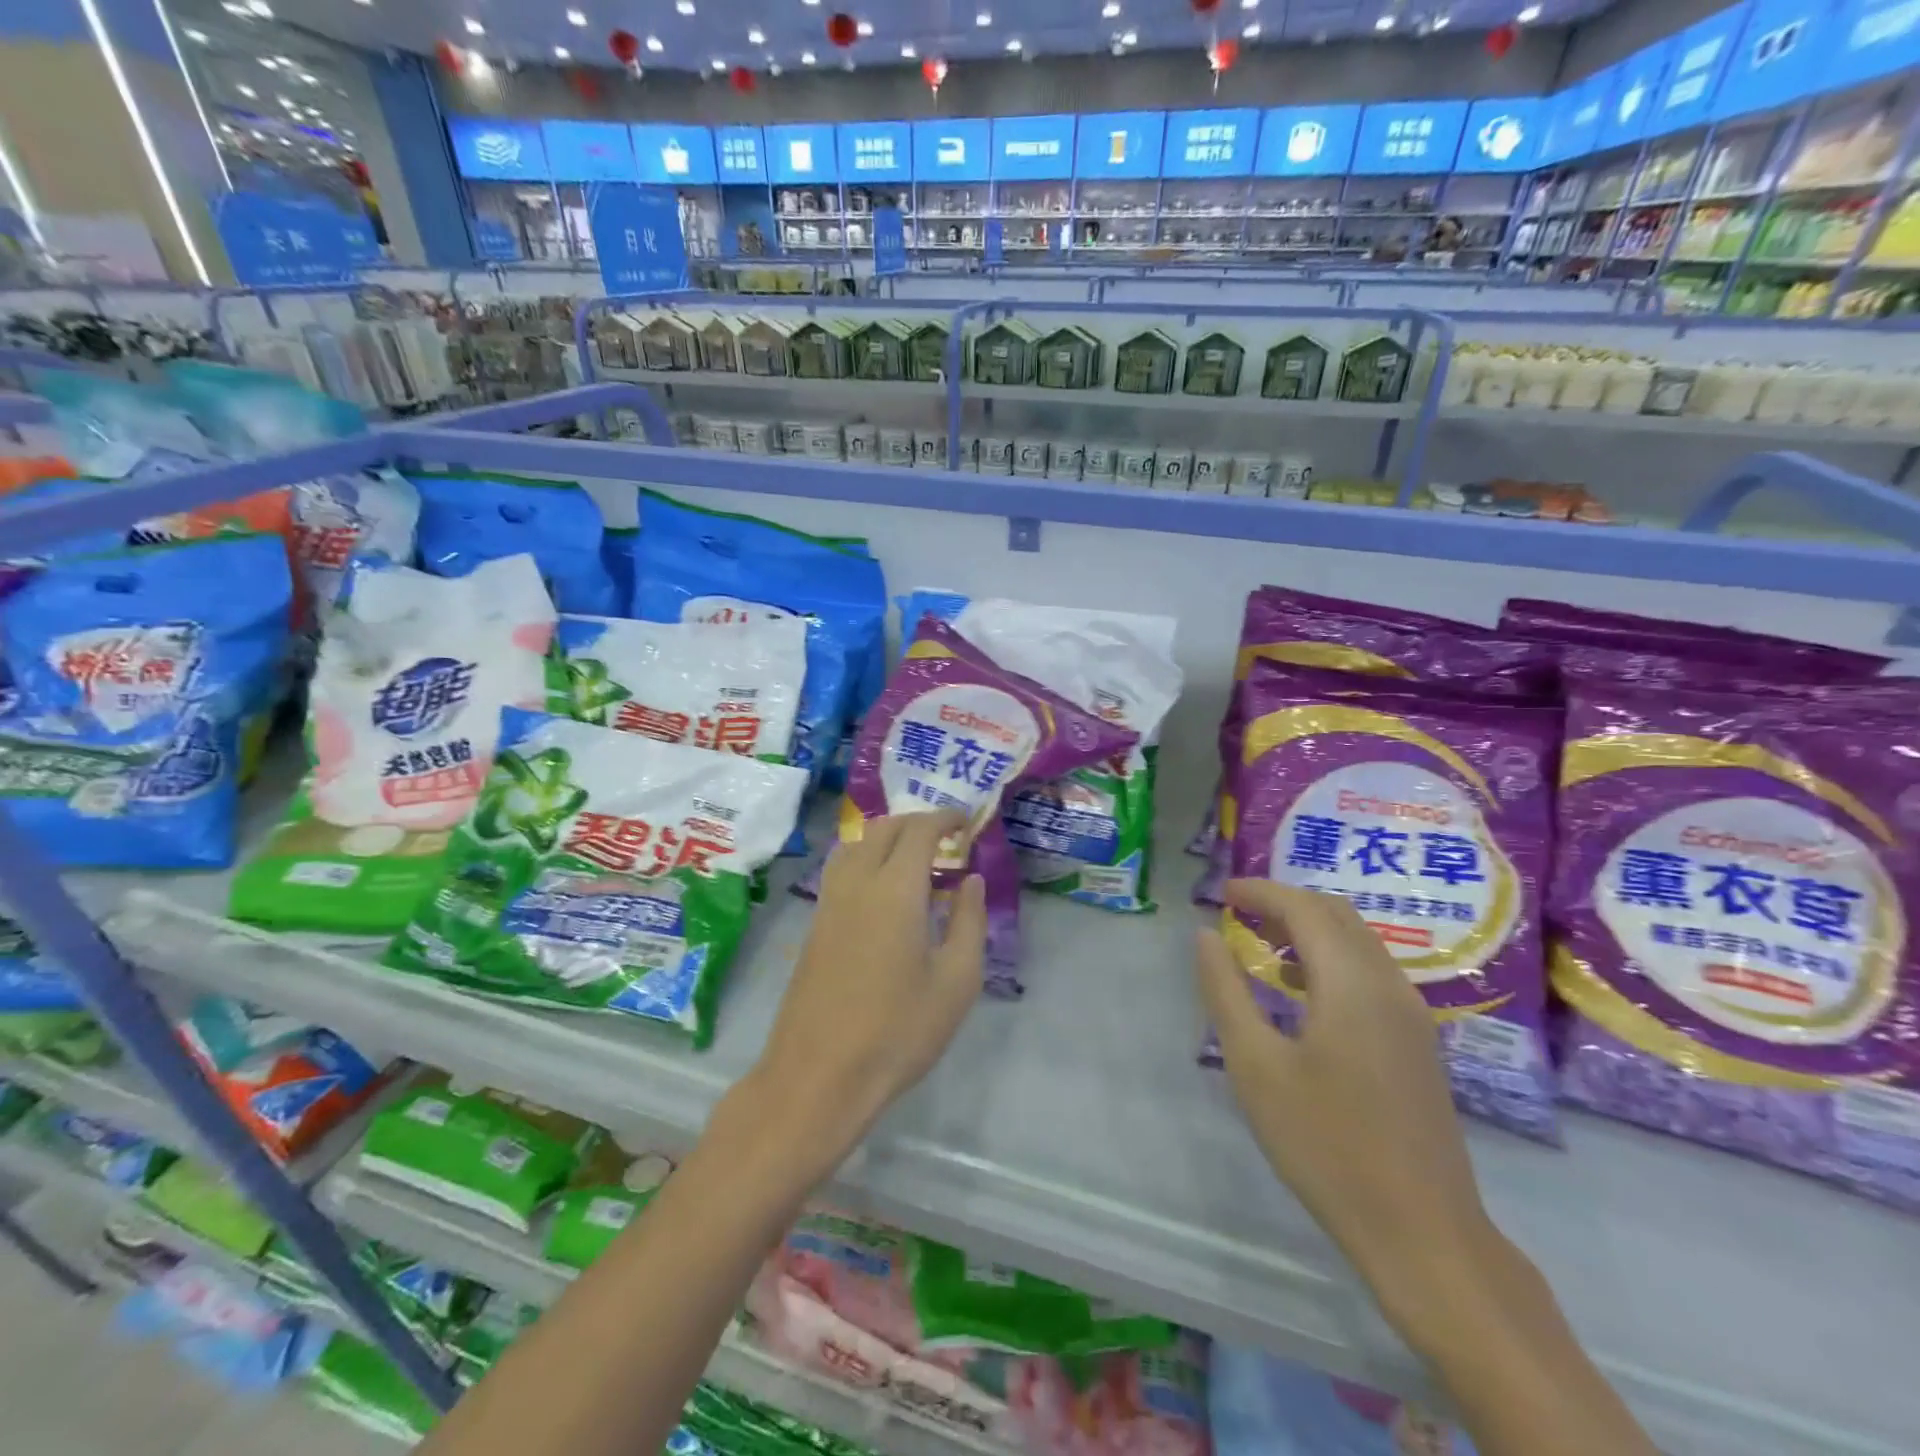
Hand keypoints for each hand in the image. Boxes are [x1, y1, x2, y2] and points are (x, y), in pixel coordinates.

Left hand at [746, 811, 985, 1176]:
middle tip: (945, 839)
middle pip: (883, 828)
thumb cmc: (898, 1031)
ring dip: (887, 838)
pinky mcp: (814, 925)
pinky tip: (883, 891)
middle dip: (916, 823)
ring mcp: (828, 902)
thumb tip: (972, 880)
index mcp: (895, 889)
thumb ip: (969, 921)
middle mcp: (857, 883)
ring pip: (856, 845)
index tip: (965, 822)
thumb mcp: (956, 982)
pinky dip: (866, 859)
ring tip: (914, 860)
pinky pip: (841, 869)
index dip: (944, 818)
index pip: (919, 830)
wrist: (818, 1076)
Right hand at [1194, 879, 1497, 1324]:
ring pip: (1359, 942)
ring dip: (1311, 928)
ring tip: (1263, 941)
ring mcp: (1411, 1015)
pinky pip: (1371, 972)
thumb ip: (1226, 991)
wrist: (1422, 1232)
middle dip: (1287, 902)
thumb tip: (1206, 935)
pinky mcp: (1418, 1043)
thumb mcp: (1255, 1065)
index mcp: (1352, 983)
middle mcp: (1390, 984)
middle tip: (1240, 910)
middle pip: (1338, 915)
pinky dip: (1332, 958)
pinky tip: (1303, 990)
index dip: (1261, 892)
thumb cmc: (1325, 1144)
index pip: (1305, 908)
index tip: (1222, 892)